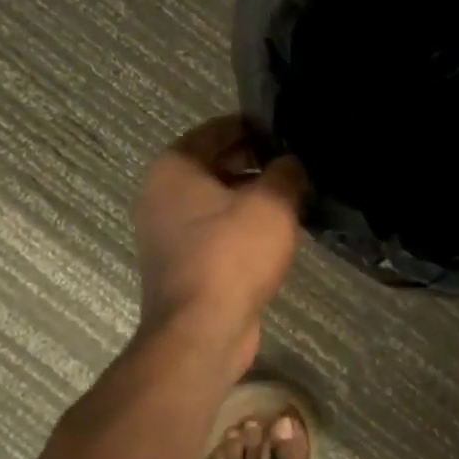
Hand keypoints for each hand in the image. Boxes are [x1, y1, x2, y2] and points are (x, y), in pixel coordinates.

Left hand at [132, 116, 307, 368]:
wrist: (201, 332)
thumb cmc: (232, 254)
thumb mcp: (272, 202)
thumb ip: (286, 172)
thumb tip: (290, 164)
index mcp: (175, 167)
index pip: (219, 129)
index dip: (256, 127)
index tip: (289, 132)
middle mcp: (161, 193)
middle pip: (216, 163)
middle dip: (256, 162)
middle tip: (297, 164)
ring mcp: (166, 231)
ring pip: (216, 199)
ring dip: (251, 196)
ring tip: (294, 196)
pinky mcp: (180, 262)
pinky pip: (215, 230)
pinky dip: (241, 226)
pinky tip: (276, 232)